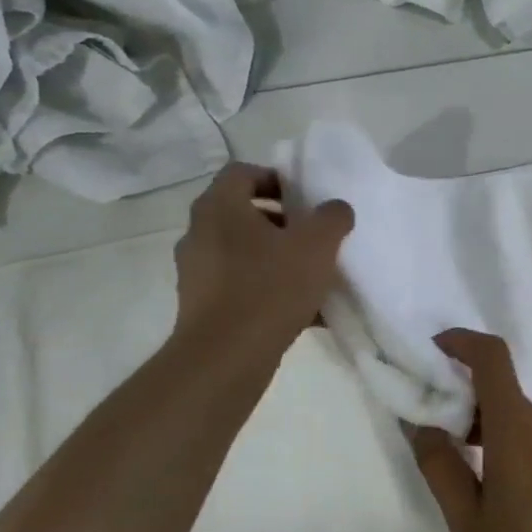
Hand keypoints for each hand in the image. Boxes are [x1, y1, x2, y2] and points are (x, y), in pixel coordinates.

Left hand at [171, 163, 352, 353]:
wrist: (225, 358)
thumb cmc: (270, 288)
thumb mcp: (317, 245)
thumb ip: (332, 217)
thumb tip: (335, 209)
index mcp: (220, 207)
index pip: (243, 173)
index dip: (276, 178)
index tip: (305, 198)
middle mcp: (199, 233)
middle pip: (244, 213)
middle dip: (282, 222)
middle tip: (313, 236)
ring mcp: (196, 271)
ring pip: (244, 252)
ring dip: (276, 257)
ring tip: (313, 277)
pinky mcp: (201, 305)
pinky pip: (240, 285)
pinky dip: (268, 289)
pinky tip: (303, 311)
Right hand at [408, 330, 531, 531]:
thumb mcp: (466, 522)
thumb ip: (440, 466)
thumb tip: (422, 423)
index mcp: (518, 430)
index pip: (493, 358)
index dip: (462, 342)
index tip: (435, 352)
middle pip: (504, 393)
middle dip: (468, 402)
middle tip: (440, 438)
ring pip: (523, 419)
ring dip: (493, 430)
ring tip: (474, 480)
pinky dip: (518, 446)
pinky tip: (513, 497)